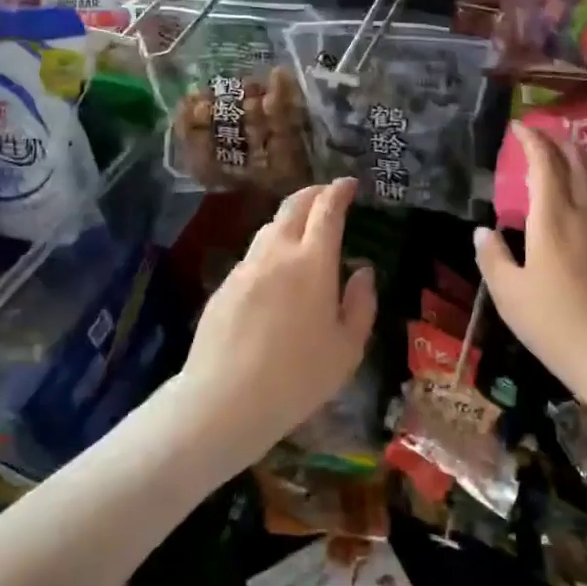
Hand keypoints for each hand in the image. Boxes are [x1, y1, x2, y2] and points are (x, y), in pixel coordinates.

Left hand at [174, 177, 375, 470]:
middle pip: (294, 206)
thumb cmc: (297, 378)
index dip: (339, 192)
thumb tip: (362, 271)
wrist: (224, 400)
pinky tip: (275, 275)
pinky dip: (270, 249)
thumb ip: (361, 304)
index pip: (327, 210)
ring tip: (303, 232)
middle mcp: (277, 253)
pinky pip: (253, 256)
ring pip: (269, 228)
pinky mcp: (224, 286)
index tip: (349, 184)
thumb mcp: (347, 349)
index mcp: (313, 262)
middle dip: (314, 193)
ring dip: (290, 220)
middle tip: (328, 195)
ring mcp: (245, 268)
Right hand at [474, 124, 586, 424]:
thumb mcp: (509, 293)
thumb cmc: (553, 323)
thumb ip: (493, 258)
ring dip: (580, 156)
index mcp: (552, 220)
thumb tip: (483, 231)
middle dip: (560, 141)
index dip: (533, 141)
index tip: (518, 127)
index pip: (545, 165)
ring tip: (565, 150)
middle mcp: (581, 215)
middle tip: (541, 132)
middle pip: (578, 163)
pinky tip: (584, 190)